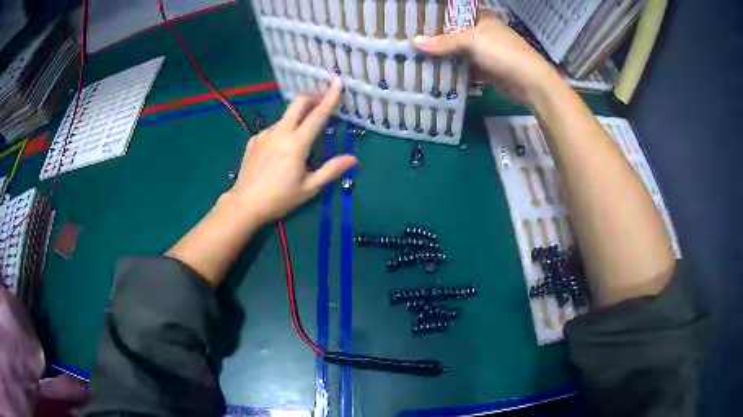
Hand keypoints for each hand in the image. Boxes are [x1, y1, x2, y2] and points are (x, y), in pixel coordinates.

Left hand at [229, 79, 355, 223]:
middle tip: (321, 101)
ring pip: (285, 117)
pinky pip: (273, 129)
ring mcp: (264, 134)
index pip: (317, 115)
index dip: (329, 98)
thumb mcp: (309, 187)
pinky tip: (280, 149)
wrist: (245, 203)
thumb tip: (353, 159)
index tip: (337, 83)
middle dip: (312, 97)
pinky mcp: (254, 140)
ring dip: (297, 117)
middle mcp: (280, 132)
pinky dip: (282, 131)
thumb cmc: (280, 198)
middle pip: (298, 103)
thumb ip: (331, 170)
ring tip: (301, 135)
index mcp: (297, 143)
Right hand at [413, 11, 559, 104]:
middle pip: (453, 33)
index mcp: (481, 18)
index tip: (415, 20)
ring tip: (415, 57)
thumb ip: (444, 42)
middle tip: (409, 40)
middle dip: (434, 38)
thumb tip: (414, 42)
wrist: (531, 84)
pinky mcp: (484, 70)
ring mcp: (483, 52)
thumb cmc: (504, 52)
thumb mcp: (473, 41)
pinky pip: (463, 68)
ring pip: (457, 52)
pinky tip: (432, 73)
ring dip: (440, 56)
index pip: (453, 13)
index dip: (435, 16)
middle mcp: (481, 32)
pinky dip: (451, 71)